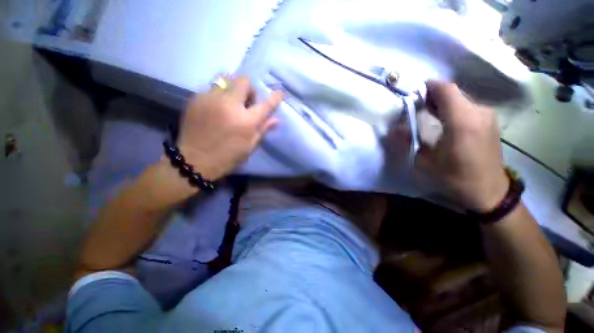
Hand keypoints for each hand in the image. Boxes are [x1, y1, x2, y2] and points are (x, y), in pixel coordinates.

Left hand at [177, 76, 282, 180]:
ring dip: (233, 87)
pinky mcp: (195, 99)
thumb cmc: (228, 156)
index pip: (265, 104)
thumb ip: (263, 129)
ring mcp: (210, 99)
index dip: (275, 97)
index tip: (280, 93)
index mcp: (246, 121)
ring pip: (225, 78)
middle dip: (249, 89)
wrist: (195, 160)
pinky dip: (218, 94)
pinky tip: (216, 108)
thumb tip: (276, 120)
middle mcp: (229, 105)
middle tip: (247, 102)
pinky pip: (211, 88)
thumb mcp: (250, 146)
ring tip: (230, 101)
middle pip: (243, 81)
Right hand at [413, 81, 507, 211]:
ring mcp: (487, 116)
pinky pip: (468, 107)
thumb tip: (393, 130)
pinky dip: (453, 109)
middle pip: (453, 92)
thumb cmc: (455, 178)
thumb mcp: (425, 163)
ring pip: (460, 99)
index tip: (412, 94)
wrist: (488, 192)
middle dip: (432, 96)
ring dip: (443, 103)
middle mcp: (478, 112)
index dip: (428, 87)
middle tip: (416, 107)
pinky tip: (444, 122)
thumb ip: (408, 142)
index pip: (445, 89)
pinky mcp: (490, 122)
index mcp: (462, 121)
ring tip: (427, 114)